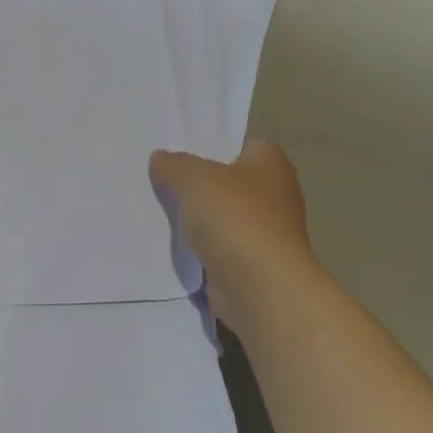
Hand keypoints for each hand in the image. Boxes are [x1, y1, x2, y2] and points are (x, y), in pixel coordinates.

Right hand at [150, 140, 314, 316]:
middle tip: (160, 178)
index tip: (178, 150)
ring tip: (157, 209)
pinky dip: (199, 245)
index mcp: (271, 164)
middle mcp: (274, 195)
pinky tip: (171, 241)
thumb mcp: (194, 178)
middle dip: (198, 182)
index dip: (212, 145)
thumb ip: (174, 164)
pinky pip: (217, 245)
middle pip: (228, 181)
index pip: (242, 144)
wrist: (259, 287)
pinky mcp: (250, 262)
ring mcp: (264, 232)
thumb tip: (161, 158)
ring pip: (221, 215)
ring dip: (197, 217)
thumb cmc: (235, 218)